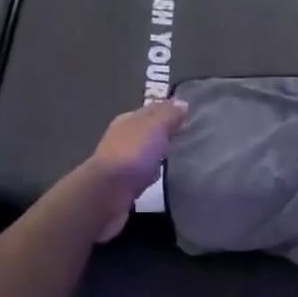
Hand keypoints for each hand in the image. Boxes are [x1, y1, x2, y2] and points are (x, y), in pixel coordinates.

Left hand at [89, 99, 187, 241]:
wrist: (107, 194)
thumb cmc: (132, 154)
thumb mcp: (154, 126)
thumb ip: (168, 114)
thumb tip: (181, 103)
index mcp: (127, 120)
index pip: (151, 110)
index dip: (169, 112)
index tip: (190, 117)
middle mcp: (120, 138)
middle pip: (146, 132)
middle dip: (163, 133)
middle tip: (188, 138)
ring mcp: (119, 162)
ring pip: (143, 153)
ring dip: (157, 154)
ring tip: (180, 159)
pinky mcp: (121, 185)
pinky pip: (141, 174)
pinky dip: (151, 173)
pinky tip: (163, 178)